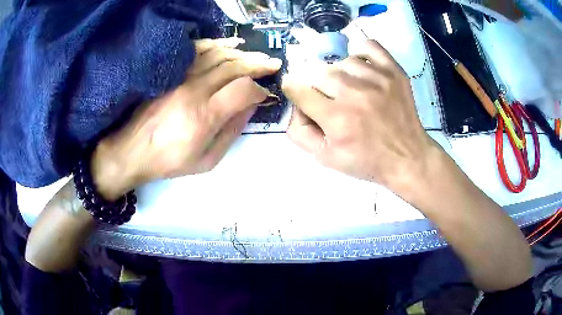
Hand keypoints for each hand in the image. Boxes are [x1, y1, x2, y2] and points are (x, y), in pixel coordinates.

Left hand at [92, 38, 281, 198]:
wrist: (132, 150)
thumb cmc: (169, 161)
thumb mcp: (206, 160)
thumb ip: (231, 132)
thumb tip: (250, 108)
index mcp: (205, 115)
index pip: (242, 89)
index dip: (259, 89)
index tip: (264, 94)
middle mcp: (194, 90)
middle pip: (234, 66)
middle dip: (258, 64)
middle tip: (272, 65)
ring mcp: (181, 78)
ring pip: (218, 55)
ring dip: (242, 53)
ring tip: (256, 56)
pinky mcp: (171, 73)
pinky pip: (198, 51)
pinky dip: (217, 45)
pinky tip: (230, 45)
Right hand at [283, 40, 436, 190]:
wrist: (407, 157)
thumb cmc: (366, 161)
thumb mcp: (325, 158)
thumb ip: (299, 132)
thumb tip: (294, 106)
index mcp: (336, 118)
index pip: (298, 90)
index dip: (294, 90)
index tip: (298, 92)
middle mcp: (354, 93)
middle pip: (319, 74)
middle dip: (319, 88)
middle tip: (331, 101)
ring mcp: (377, 79)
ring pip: (342, 61)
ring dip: (340, 74)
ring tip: (350, 89)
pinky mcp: (393, 72)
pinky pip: (369, 46)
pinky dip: (361, 53)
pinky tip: (361, 68)